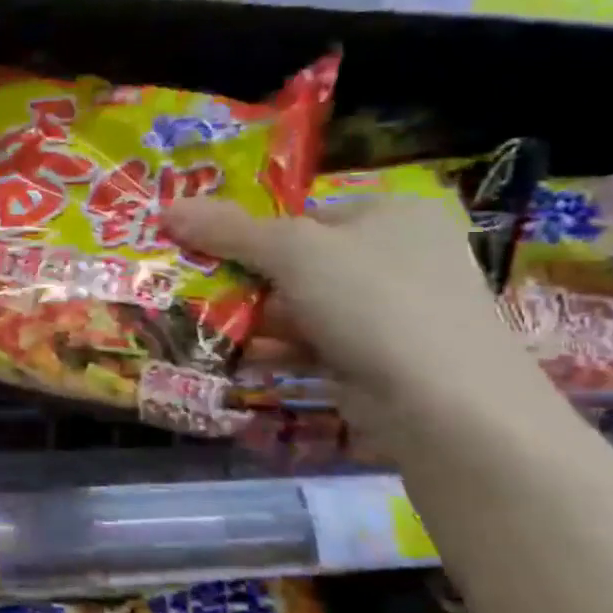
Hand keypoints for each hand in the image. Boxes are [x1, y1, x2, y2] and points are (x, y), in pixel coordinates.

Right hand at [163, 194, 544, 429]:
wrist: (444, 405)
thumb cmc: (373, 302)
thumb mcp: (293, 252)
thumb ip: (228, 230)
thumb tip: (167, 207)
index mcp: (392, 214)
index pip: (303, 213)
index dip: (247, 227)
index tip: (197, 245)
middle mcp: (396, 257)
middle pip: (296, 260)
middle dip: (241, 276)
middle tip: (187, 283)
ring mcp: (388, 312)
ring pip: (298, 305)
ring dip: (249, 316)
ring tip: (193, 320)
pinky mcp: (375, 358)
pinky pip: (309, 344)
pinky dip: (271, 349)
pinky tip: (228, 356)